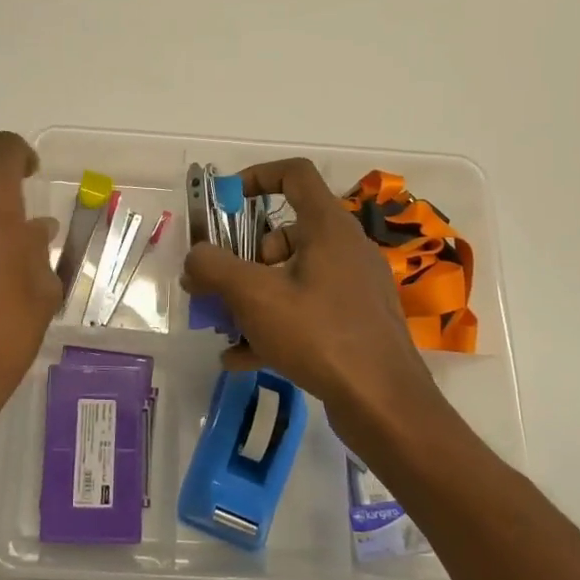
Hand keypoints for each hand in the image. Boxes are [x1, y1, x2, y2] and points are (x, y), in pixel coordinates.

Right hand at [181, 157, 443, 448]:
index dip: (256, 176)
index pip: (294, 174)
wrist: (385, 405)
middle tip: (217, 282)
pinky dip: (274, 325)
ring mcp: (354, 288)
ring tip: (223, 326)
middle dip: (243, 256)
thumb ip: (214, 268)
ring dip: (253, 295)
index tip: (225, 201)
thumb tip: (194, 258)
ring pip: (293, 275)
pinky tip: (241, 358)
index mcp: (328, 227)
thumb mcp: (254, 296)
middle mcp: (345, 249)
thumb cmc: (320, 334)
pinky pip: (306, 311)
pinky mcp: (356, 323)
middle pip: (285, 232)